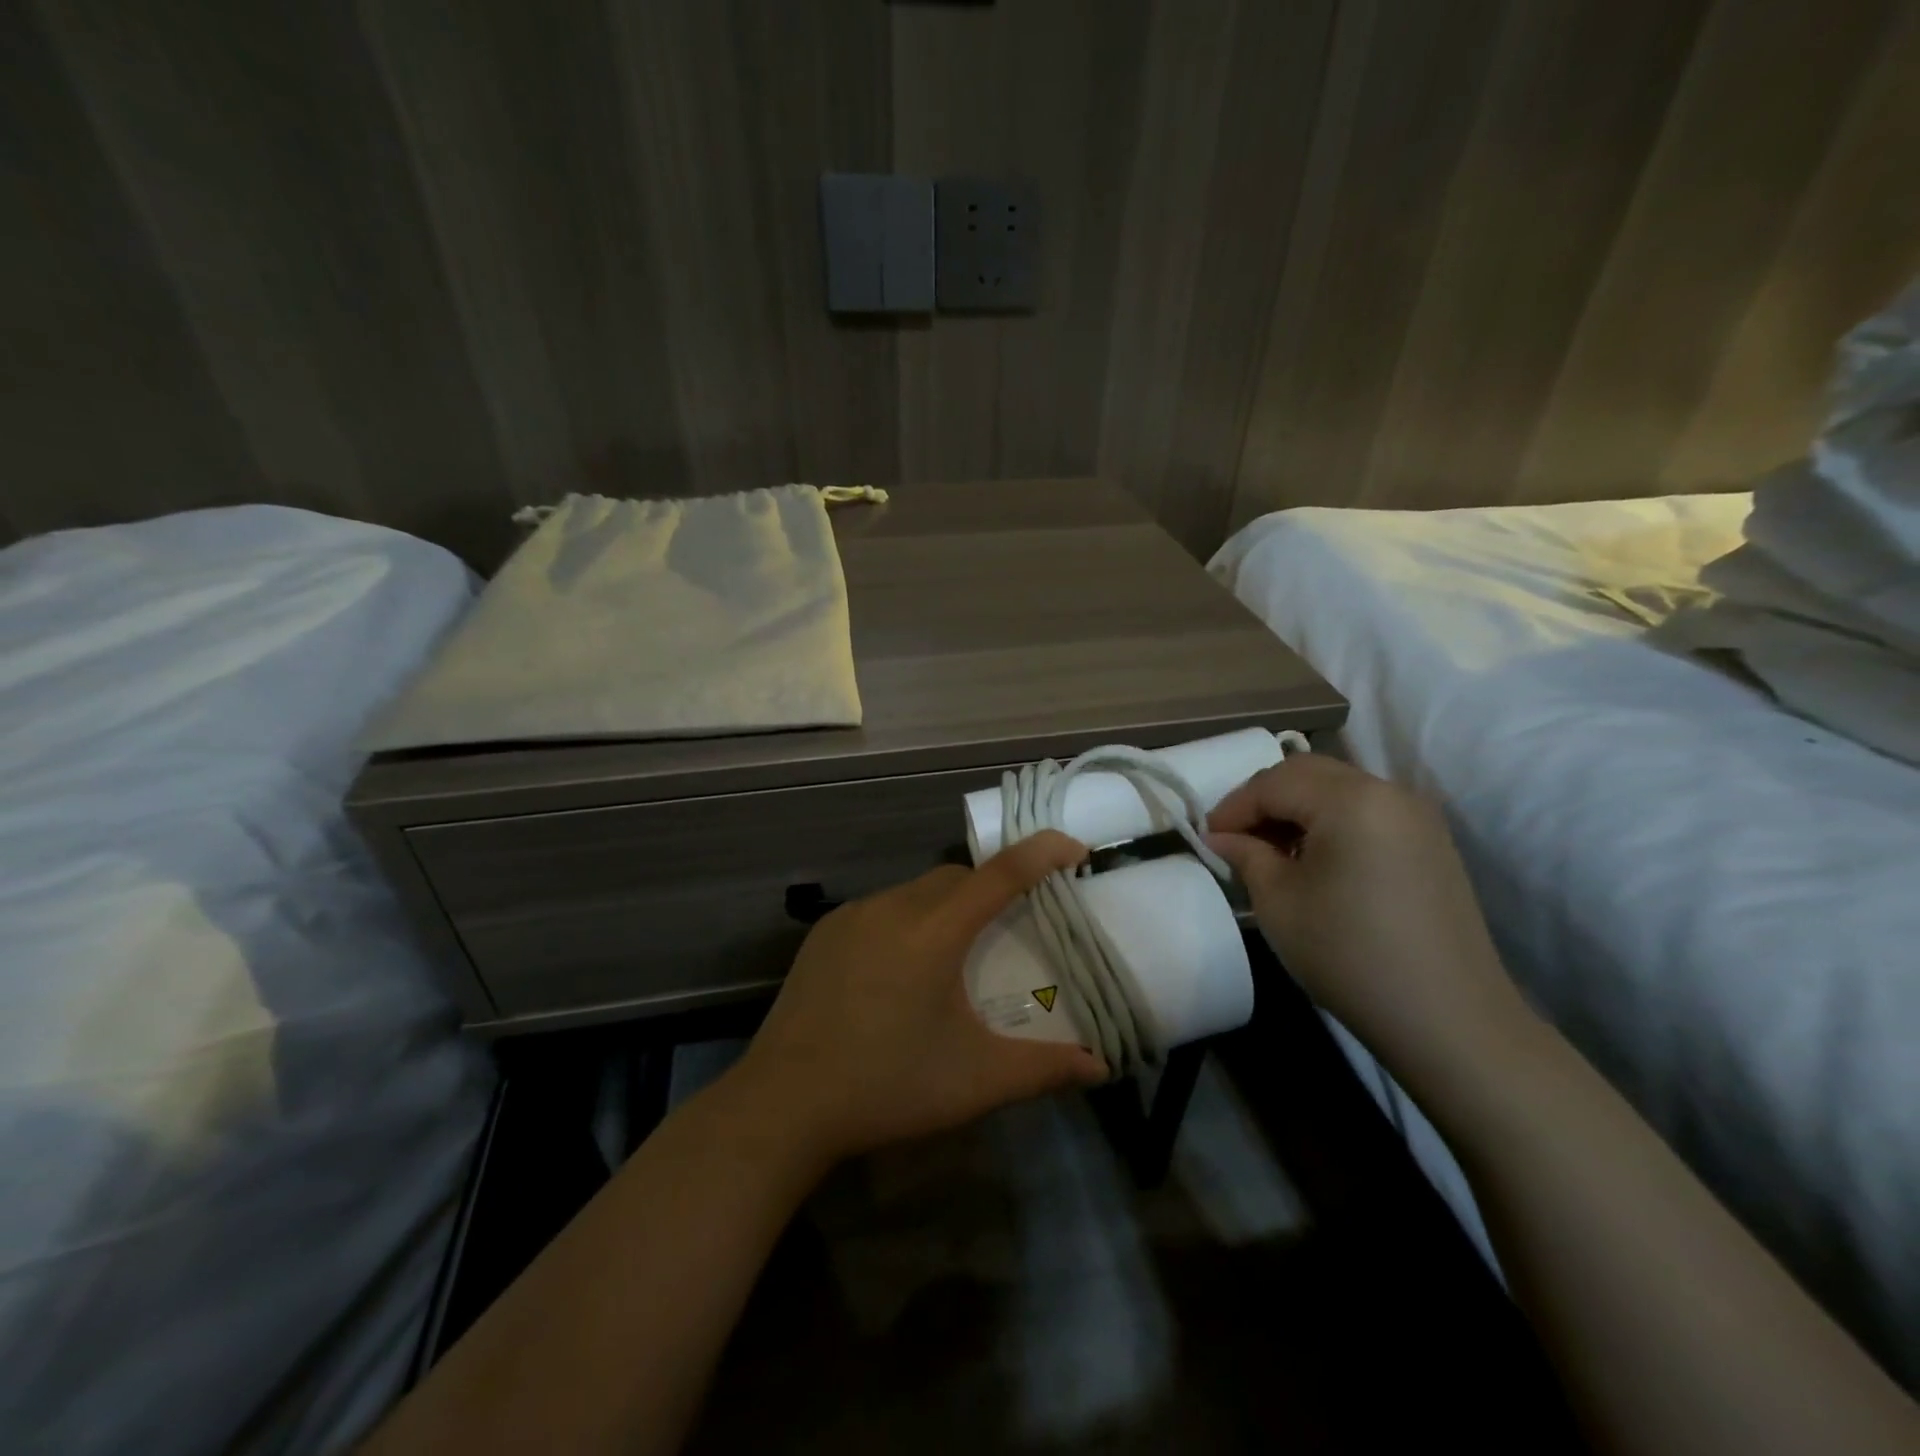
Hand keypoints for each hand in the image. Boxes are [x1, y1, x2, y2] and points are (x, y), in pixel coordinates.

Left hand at [727, 831, 1108, 1166]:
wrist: (783, 1103)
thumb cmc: (888, 1086)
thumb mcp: (976, 1080)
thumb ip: (1044, 1069)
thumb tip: (1101, 1068)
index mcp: (934, 931)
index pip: (1001, 873)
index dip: (1042, 853)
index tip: (1075, 849)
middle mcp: (893, 907)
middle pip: (957, 876)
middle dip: (991, 887)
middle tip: (1011, 927)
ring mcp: (853, 916)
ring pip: (917, 890)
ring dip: (946, 906)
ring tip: (953, 956)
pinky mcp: (825, 932)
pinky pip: (881, 908)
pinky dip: (907, 920)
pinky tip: (900, 969)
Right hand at [1206, 753, 1533, 1077]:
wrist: (1448, 1019)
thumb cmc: (1349, 954)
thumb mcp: (1278, 902)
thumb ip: (1245, 855)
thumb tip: (1221, 838)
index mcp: (1350, 799)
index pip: (1272, 782)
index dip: (1232, 807)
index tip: (1207, 839)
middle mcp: (1388, 792)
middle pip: (1307, 773)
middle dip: (1263, 799)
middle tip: (1235, 838)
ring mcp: (1416, 816)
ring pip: (1338, 788)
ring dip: (1296, 808)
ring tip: (1270, 850)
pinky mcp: (1430, 843)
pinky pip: (1365, 811)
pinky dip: (1329, 821)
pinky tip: (1313, 861)